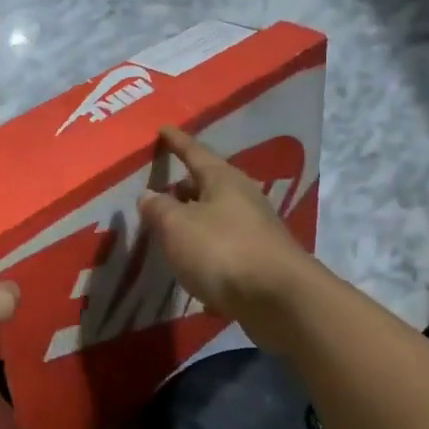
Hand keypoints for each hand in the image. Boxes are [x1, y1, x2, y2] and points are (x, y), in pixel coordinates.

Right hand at [138, 126, 315, 328]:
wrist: (279, 299)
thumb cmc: (222, 251)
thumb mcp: (177, 226)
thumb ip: (158, 209)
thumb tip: (149, 195)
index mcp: (223, 180)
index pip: (195, 152)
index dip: (177, 142)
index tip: (163, 129)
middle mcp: (243, 197)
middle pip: (208, 184)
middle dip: (184, 186)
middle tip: (160, 190)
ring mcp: (255, 229)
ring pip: (217, 214)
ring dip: (194, 218)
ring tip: (170, 228)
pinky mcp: (260, 259)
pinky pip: (224, 242)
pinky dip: (205, 245)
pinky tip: (193, 260)